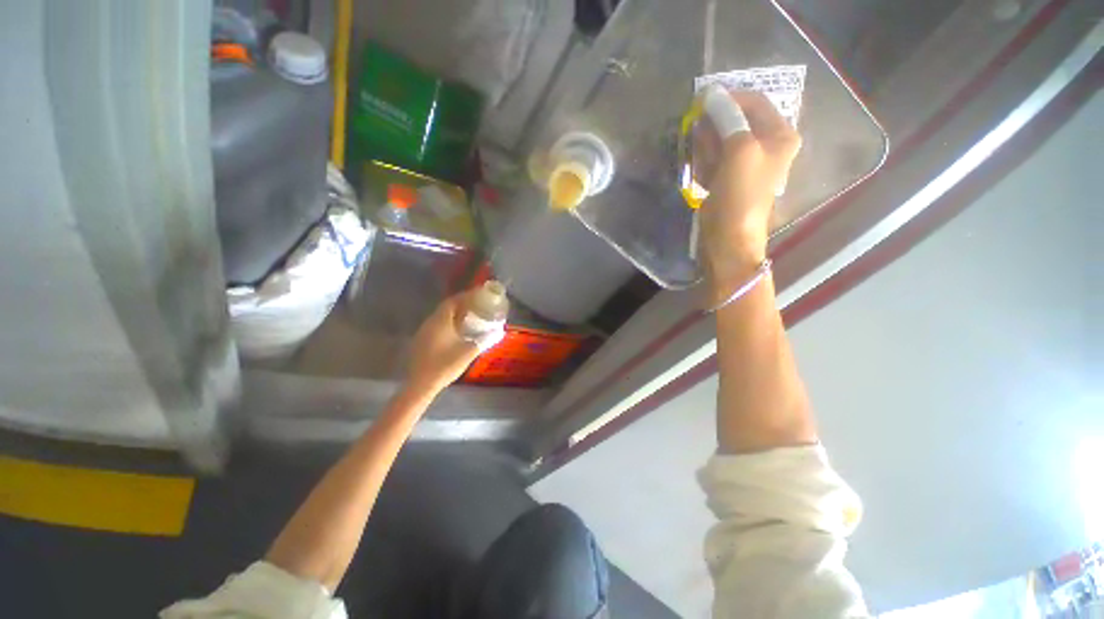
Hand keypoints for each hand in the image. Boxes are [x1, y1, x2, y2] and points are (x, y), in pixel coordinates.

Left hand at [404, 291, 482, 395]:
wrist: (421, 384)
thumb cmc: (446, 365)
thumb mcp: (469, 352)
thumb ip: (484, 340)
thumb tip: (499, 331)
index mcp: (440, 321)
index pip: (452, 301)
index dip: (465, 296)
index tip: (477, 295)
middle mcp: (430, 322)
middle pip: (446, 308)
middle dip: (461, 304)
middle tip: (476, 306)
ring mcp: (423, 332)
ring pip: (440, 317)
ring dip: (454, 314)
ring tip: (469, 317)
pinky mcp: (421, 341)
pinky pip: (436, 326)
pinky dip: (448, 324)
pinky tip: (456, 332)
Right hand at [697, 91, 800, 305]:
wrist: (729, 240)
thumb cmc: (740, 196)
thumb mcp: (739, 151)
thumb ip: (728, 120)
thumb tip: (712, 94)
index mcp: (780, 135)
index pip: (754, 102)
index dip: (729, 98)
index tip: (701, 101)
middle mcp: (765, 146)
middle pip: (736, 121)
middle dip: (714, 125)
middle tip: (697, 134)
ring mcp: (744, 165)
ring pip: (721, 141)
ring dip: (706, 146)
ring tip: (700, 161)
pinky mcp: (727, 180)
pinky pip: (713, 160)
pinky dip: (703, 163)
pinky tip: (701, 175)